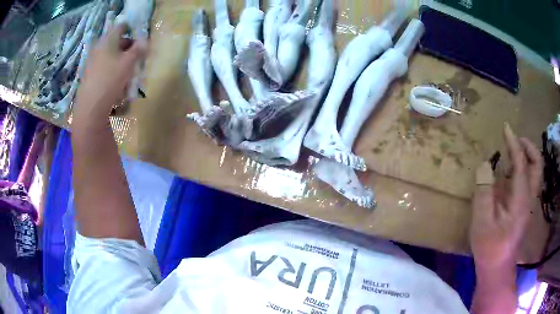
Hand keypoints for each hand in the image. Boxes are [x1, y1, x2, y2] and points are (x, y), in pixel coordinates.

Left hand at [73, 24, 146, 127]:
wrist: (90, 109)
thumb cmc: (110, 80)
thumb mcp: (128, 63)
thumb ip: (138, 50)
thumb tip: (145, 41)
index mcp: (107, 40)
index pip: (121, 26)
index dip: (133, 29)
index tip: (141, 39)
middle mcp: (98, 48)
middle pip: (116, 42)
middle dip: (129, 48)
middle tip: (138, 57)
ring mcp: (92, 63)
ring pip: (111, 56)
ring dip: (122, 61)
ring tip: (129, 73)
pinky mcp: (90, 77)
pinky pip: (105, 68)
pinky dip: (113, 71)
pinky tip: (118, 83)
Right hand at [470, 124, 542, 270]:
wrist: (497, 268)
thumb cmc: (490, 247)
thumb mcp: (482, 222)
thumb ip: (484, 192)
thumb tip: (485, 164)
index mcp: (521, 199)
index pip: (521, 163)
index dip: (514, 143)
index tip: (506, 128)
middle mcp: (529, 197)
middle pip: (537, 164)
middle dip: (528, 147)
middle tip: (514, 140)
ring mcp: (528, 203)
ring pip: (535, 172)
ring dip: (526, 157)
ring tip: (511, 153)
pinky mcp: (525, 208)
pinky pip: (529, 180)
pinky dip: (522, 169)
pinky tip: (509, 173)